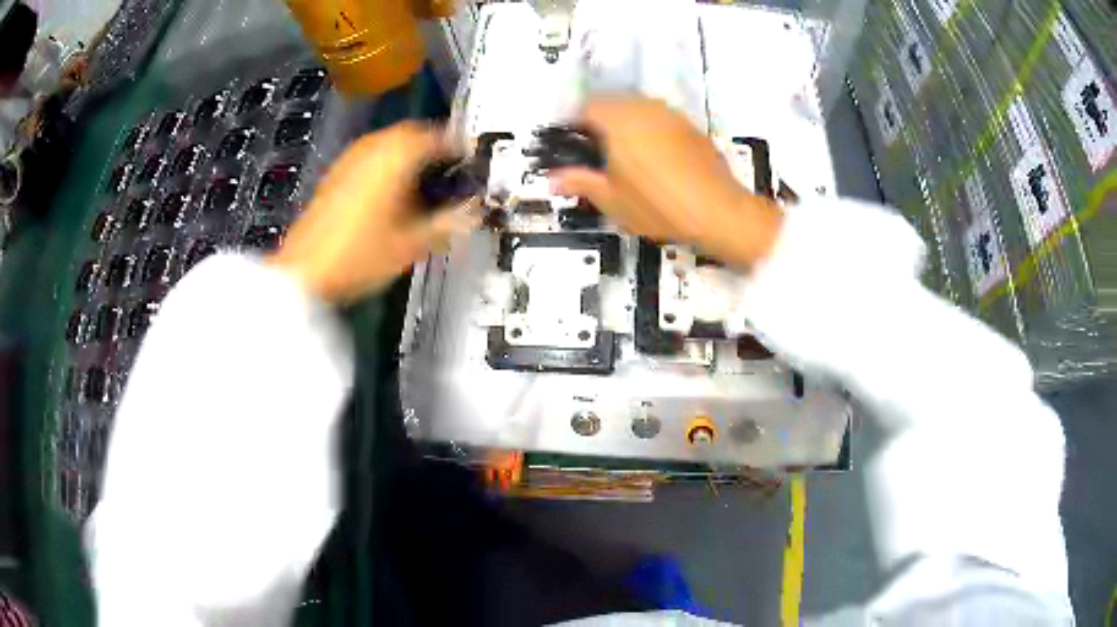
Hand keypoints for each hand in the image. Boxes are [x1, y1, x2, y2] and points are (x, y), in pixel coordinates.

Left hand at [270, 122, 476, 301]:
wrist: (304, 272)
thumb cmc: (359, 256)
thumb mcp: (410, 245)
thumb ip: (446, 225)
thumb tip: (474, 214)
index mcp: (394, 158)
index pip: (435, 136)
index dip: (456, 145)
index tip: (470, 157)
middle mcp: (371, 150)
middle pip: (408, 132)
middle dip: (431, 143)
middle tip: (448, 163)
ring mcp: (349, 161)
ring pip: (386, 141)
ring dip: (407, 150)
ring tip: (422, 174)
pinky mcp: (334, 175)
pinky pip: (368, 155)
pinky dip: (385, 161)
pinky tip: (389, 187)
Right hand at [550, 97, 782, 267]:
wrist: (719, 212)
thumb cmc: (659, 206)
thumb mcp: (612, 199)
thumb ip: (580, 182)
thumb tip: (553, 179)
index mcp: (619, 120)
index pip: (585, 106)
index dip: (571, 123)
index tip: (567, 143)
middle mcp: (644, 108)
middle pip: (611, 102)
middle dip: (596, 121)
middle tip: (591, 150)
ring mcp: (670, 114)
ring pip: (636, 107)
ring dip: (622, 122)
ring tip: (620, 154)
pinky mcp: (689, 126)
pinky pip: (657, 117)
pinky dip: (646, 128)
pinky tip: (650, 156)